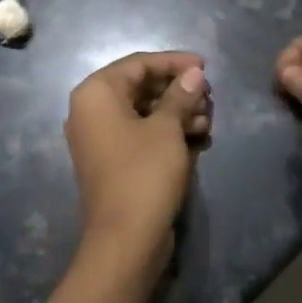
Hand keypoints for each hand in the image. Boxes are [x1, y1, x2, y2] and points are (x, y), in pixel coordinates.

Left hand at [65, 51, 212, 263]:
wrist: (125, 240)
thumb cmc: (144, 173)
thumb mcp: (167, 128)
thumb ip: (180, 95)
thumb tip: (194, 73)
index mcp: (96, 94)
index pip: (138, 63)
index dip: (174, 62)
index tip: (205, 66)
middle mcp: (91, 111)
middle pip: (141, 86)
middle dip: (178, 90)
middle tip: (209, 97)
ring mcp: (100, 138)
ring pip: (144, 111)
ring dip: (177, 111)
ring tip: (208, 120)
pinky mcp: (113, 161)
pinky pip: (141, 134)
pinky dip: (167, 131)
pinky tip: (198, 137)